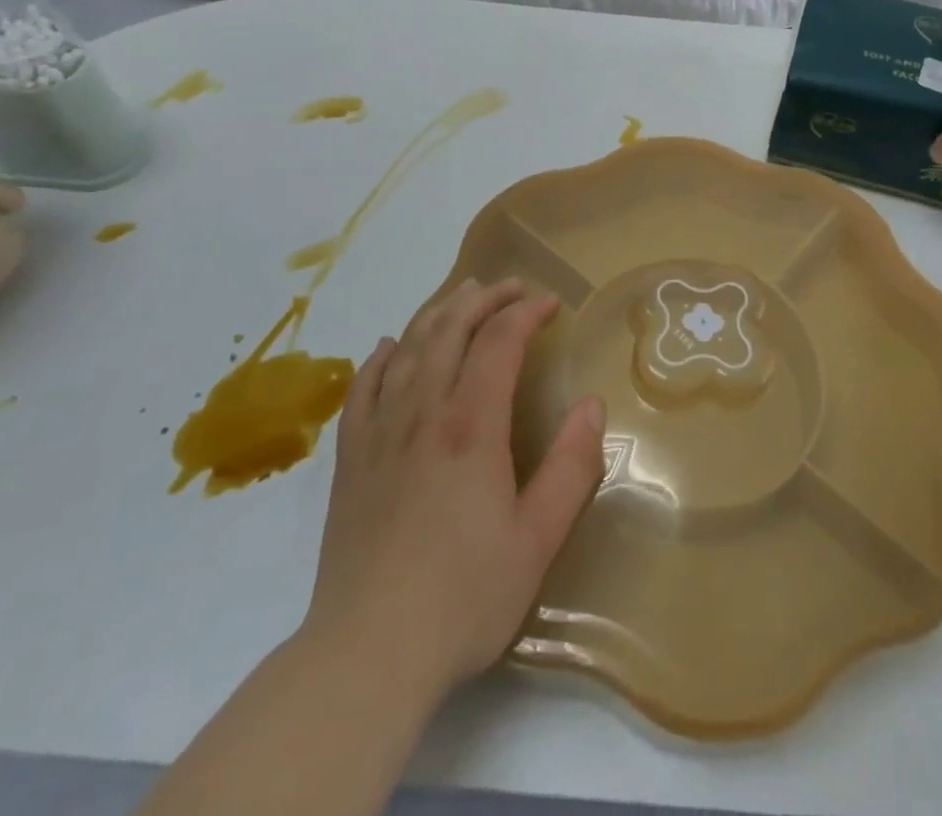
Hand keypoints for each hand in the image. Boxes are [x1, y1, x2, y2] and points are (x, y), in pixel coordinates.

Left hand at [302, 278, 605, 701]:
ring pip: (406, 348)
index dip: (526, 313)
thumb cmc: (463, 597)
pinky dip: (378, 358)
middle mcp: (422, 412)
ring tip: (460, 297)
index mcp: (470, 425)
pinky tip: (386, 347)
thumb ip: (570, 466)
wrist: (366, 654)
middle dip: (484, 298)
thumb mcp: (538, 538)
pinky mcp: (349, 459)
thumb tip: (592, 405)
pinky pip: (361, 388)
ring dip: (437, 313)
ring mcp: (379, 432)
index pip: (499, 341)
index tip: (550, 305)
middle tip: (512, 287)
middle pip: (450, 329)